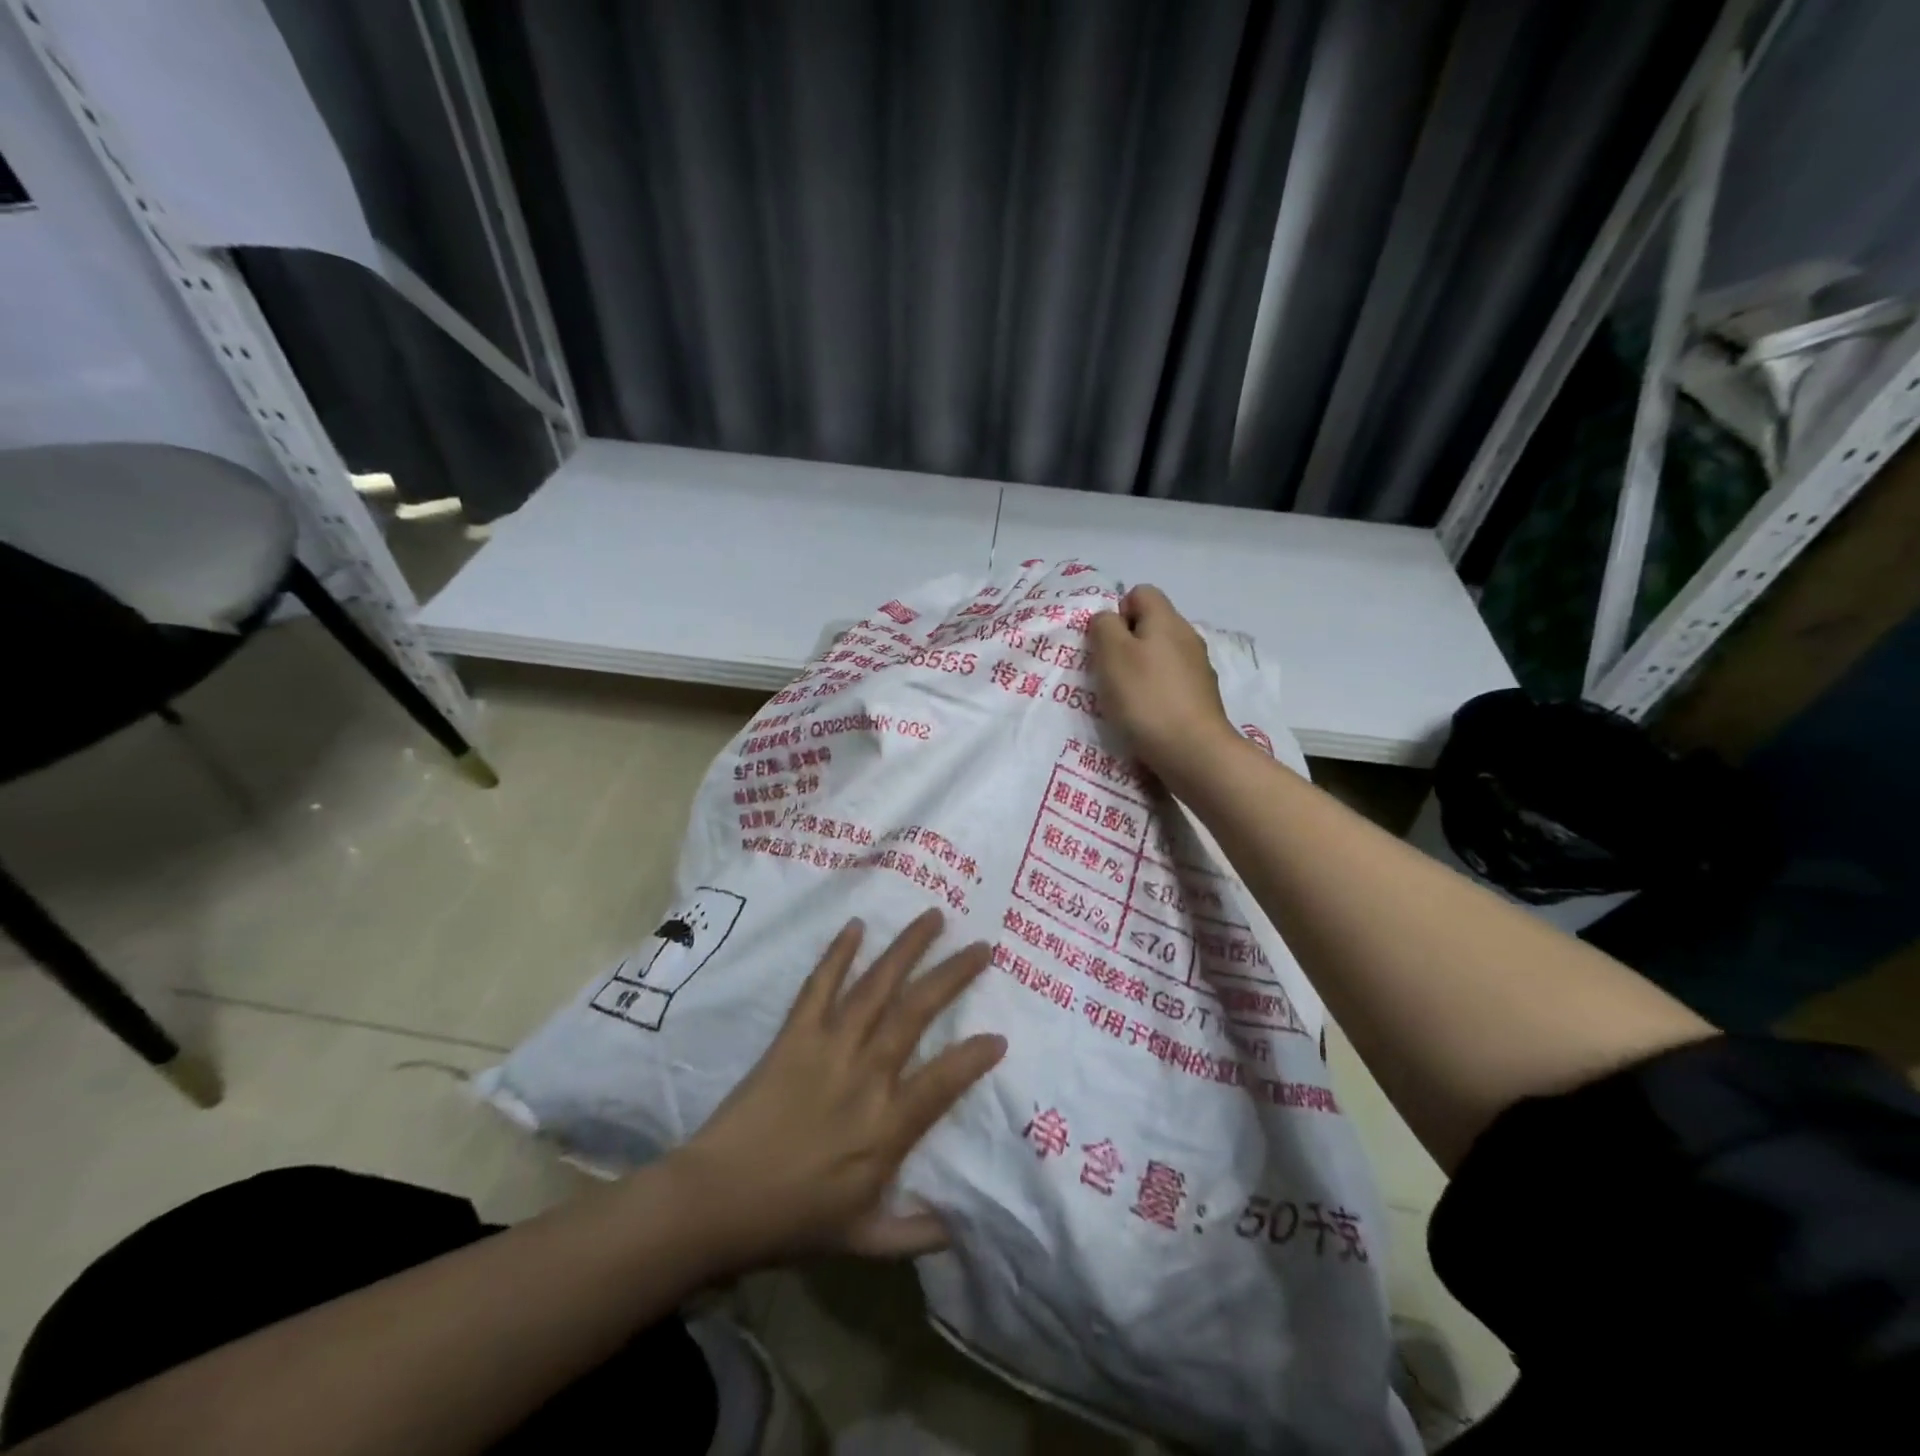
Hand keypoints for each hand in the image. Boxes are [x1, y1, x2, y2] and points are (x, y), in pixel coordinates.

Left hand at [670, 911, 1003, 1262]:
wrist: (716, 1200)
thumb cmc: (792, 1220)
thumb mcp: (861, 1239)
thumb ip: (915, 1233)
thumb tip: (962, 1229)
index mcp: (887, 1127)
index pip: (944, 1080)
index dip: (975, 1056)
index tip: (1000, 1036)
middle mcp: (865, 1075)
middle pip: (916, 1012)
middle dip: (953, 975)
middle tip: (981, 945)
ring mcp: (828, 1047)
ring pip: (876, 987)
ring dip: (907, 949)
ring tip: (933, 916)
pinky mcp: (794, 1035)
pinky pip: (819, 986)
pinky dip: (838, 954)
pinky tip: (857, 925)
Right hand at [1087, 585, 1239, 785]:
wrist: (1193, 751)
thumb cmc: (1146, 697)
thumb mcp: (1111, 653)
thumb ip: (1104, 626)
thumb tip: (1109, 619)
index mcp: (1166, 619)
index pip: (1140, 593)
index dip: (1117, 612)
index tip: (1105, 644)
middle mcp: (1187, 636)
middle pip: (1151, 625)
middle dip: (1126, 644)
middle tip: (1108, 673)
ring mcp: (1199, 668)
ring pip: (1160, 655)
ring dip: (1140, 671)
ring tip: (1124, 699)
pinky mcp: (1201, 697)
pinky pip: (1171, 683)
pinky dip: (1155, 693)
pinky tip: (1146, 716)